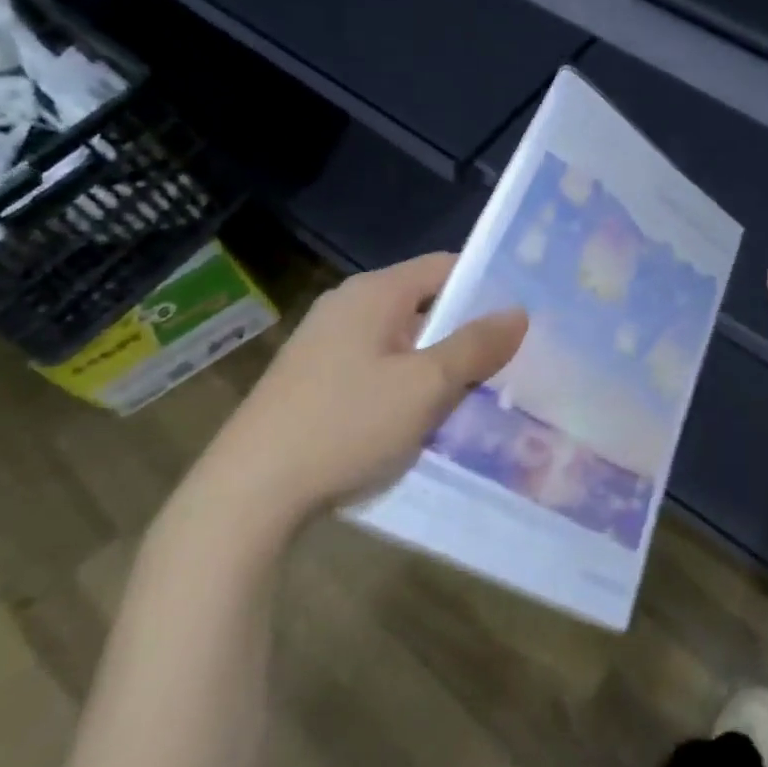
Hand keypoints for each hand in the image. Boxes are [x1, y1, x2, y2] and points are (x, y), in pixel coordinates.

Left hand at [188, 253, 527, 536]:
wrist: (245, 499)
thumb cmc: (345, 425)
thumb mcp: (426, 385)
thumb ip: (476, 345)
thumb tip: (519, 312)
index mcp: (373, 293)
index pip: (445, 267)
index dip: (486, 286)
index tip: (522, 317)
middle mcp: (347, 307)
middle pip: (425, 305)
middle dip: (466, 333)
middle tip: (510, 361)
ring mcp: (325, 346)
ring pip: (403, 343)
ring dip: (438, 365)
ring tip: (477, 395)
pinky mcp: (313, 382)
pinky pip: (378, 370)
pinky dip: (407, 386)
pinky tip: (424, 420)